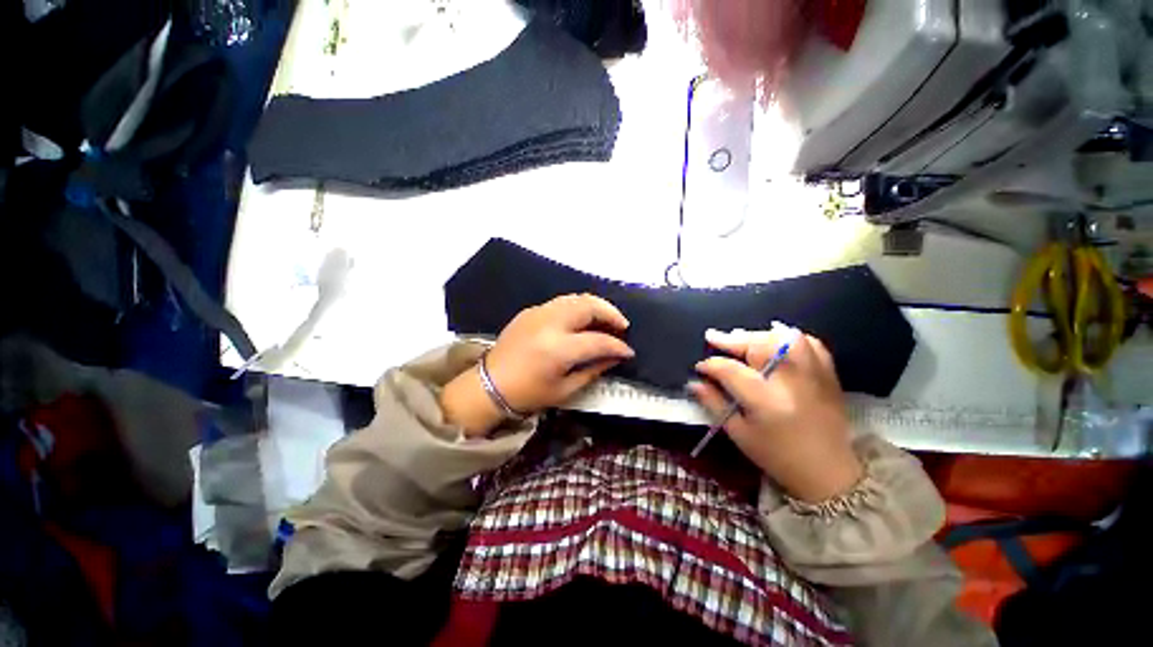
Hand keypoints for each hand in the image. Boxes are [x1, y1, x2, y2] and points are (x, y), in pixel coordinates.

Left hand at [441, 294, 633, 436]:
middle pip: (589, 306)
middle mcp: (550, 324)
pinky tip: (582, 320)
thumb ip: (594, 369)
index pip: (598, 341)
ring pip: (576, 297)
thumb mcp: (565, 389)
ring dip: (596, 306)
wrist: (489, 385)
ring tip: (605, 319)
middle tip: (622, 326)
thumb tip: (616, 356)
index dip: (618, 346)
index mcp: (558, 349)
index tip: (628, 351)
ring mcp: (538, 313)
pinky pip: (561, 302)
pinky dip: (578, 307)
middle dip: (611, 313)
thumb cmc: (528, 393)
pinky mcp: (530, 310)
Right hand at [688, 326, 862, 502]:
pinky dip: (790, 337)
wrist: (829, 473)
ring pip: (784, 338)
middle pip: (757, 345)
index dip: (710, 365)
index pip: (730, 370)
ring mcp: (813, 374)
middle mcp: (790, 381)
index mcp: (765, 401)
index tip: (699, 367)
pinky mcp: (828, 374)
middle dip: (731, 340)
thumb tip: (694, 382)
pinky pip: (810, 343)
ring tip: (742, 338)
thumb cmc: (777, 456)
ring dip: (758, 335)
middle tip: (713, 338)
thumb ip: (714, 403)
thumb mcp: (738, 433)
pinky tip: (776, 339)